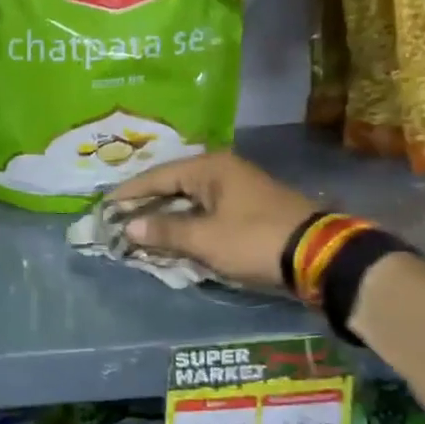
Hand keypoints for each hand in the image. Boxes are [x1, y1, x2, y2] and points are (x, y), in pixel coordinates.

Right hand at [110, 151, 317, 290]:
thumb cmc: (254, 240)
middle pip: (172, 185)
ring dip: (166, 215)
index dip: (129, 193)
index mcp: (209, 168)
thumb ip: (164, 231)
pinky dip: (186, 222)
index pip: (157, 176)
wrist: (320, 256)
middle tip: (119, 218)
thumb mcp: (204, 238)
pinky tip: (173, 235)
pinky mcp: (248, 208)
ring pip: (189, 199)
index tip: (105, 205)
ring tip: (140, 229)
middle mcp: (222, 170)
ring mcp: (238, 188)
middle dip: (146, 203)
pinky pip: (205, 210)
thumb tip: (130, 227)